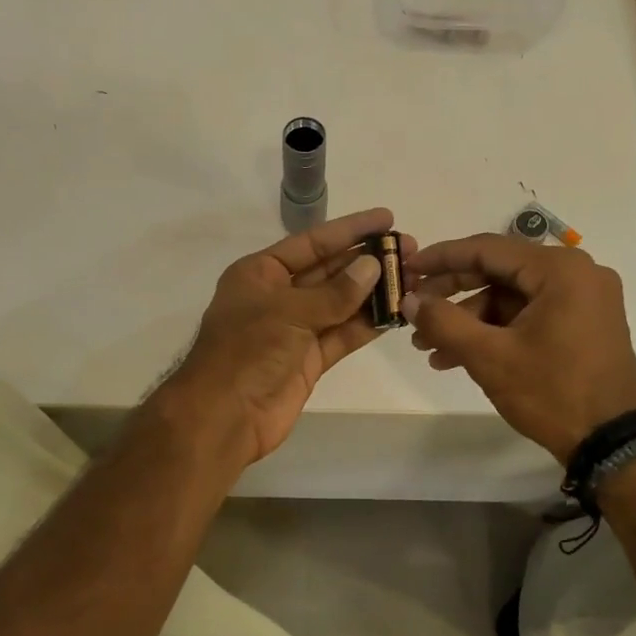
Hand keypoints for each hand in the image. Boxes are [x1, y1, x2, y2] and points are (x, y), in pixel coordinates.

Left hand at [159, 208, 410, 465]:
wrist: (224, 417)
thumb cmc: (246, 351)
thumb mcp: (288, 312)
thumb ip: (334, 292)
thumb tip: (372, 266)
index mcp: (260, 273)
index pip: (311, 243)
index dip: (349, 230)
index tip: (386, 218)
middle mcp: (278, 296)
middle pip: (329, 271)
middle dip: (367, 261)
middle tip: (410, 251)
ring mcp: (294, 330)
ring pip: (340, 304)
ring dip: (373, 293)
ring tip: (412, 279)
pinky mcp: (308, 360)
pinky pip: (342, 335)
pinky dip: (366, 325)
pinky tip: (395, 313)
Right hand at [402, 234, 635, 462]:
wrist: (610, 443)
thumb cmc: (551, 392)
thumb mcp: (489, 357)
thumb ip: (443, 322)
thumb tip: (409, 300)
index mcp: (560, 270)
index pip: (487, 249)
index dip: (441, 258)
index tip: (408, 268)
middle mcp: (577, 273)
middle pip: (499, 272)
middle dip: (452, 295)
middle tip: (414, 311)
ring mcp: (583, 299)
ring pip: (510, 298)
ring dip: (468, 320)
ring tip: (429, 349)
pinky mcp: (583, 324)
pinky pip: (528, 315)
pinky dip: (495, 331)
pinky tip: (458, 357)